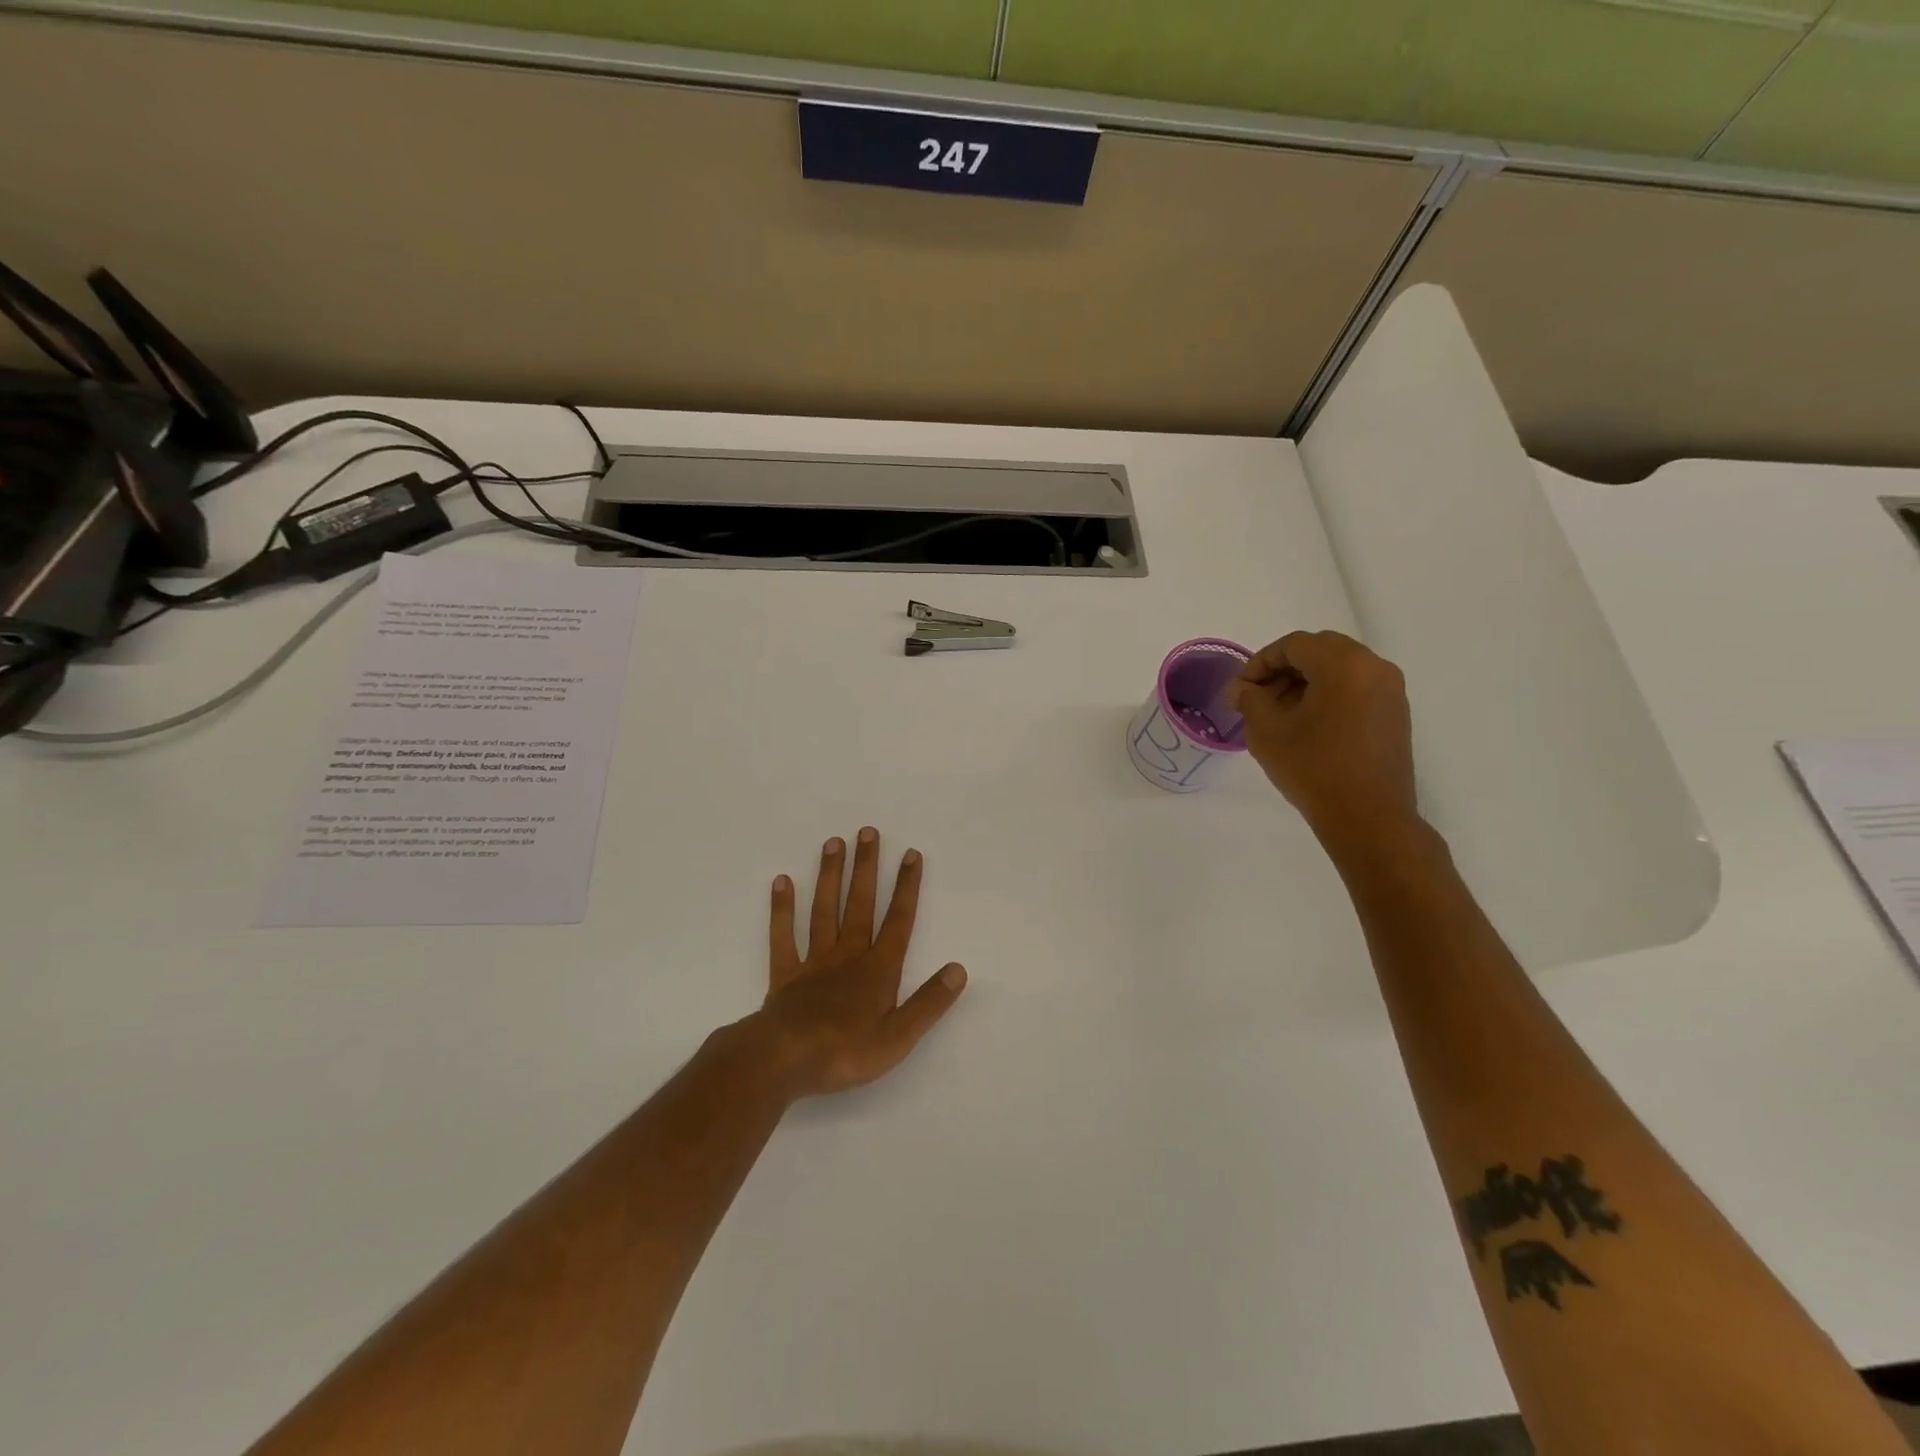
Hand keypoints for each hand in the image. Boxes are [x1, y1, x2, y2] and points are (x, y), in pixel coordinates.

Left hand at [746, 828, 967, 1099]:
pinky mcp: (785, 975)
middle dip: (866, 868)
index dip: (907, 887)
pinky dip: (782, 909)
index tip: (911, 854)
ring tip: (833, 842)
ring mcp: (814, 962)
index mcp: (878, 970)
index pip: (898, 921)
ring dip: (830, 876)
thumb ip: (929, 1001)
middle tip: (867, 831)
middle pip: (860, 904)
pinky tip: (782, 882)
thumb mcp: (899, 1035)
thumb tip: (959, 969)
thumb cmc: (846, 1051)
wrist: (785, 1060)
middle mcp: (848, 956)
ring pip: (824, 910)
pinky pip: (783, 936)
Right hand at [1229, 631, 1420, 847]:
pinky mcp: (1395, 714)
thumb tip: (1242, 688)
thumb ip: (1250, 699)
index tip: (1242, 689)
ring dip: (1306, 682)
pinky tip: (1308, 725)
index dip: (1261, 662)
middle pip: (1320, 651)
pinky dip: (1329, 695)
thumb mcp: (1267, 731)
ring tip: (1280, 714)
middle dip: (1284, 669)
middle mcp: (1373, 667)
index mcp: (1343, 663)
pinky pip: (1356, 688)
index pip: (1294, 645)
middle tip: (1259, 698)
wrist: (1368, 817)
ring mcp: (1390, 691)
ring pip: (1340, 669)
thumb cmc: (1313, 767)